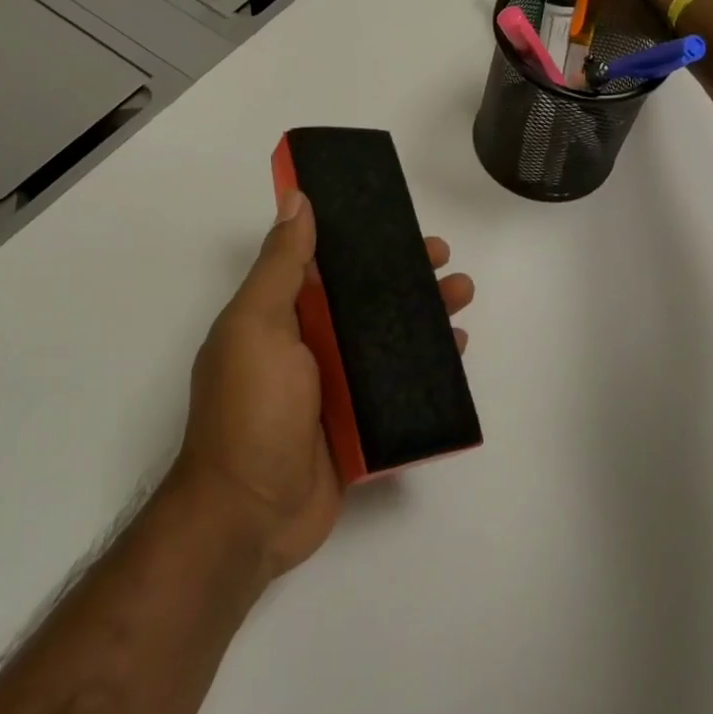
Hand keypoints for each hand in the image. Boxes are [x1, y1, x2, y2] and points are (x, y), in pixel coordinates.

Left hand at [173, 192, 473, 579]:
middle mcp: (309, 344)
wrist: (250, 515)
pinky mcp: (361, 420)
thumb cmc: (251, 411)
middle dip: (405, 276)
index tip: (398, 223)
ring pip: (389, 336)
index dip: (361, 239)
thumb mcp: (258, 327)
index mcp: (280, 315)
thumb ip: (281, 265)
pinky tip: (456, 349)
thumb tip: (296, 199)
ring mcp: (337, 384)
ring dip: (425, 314)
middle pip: (365, 298)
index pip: (325, 263)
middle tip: (444, 261)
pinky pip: (401, 382)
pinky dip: (429, 363)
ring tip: (462, 298)